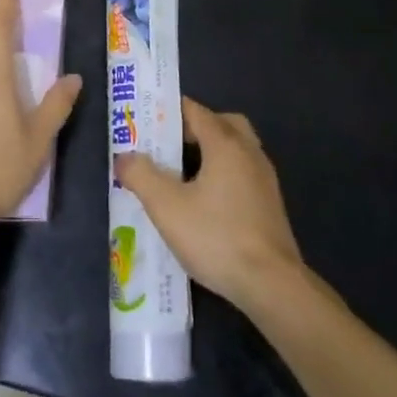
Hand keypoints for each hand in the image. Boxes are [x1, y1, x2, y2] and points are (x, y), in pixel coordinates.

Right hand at [114, 97, 302, 312]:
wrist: (272, 285)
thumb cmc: (217, 237)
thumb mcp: (167, 207)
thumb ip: (141, 176)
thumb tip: (124, 156)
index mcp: (226, 143)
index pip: (195, 111)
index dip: (169, 112)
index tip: (146, 122)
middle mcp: (249, 152)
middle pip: (221, 123)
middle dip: (194, 129)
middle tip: (168, 147)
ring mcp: (265, 178)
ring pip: (235, 148)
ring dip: (210, 152)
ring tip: (182, 175)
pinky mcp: (270, 204)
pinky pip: (243, 172)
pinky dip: (224, 174)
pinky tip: (206, 202)